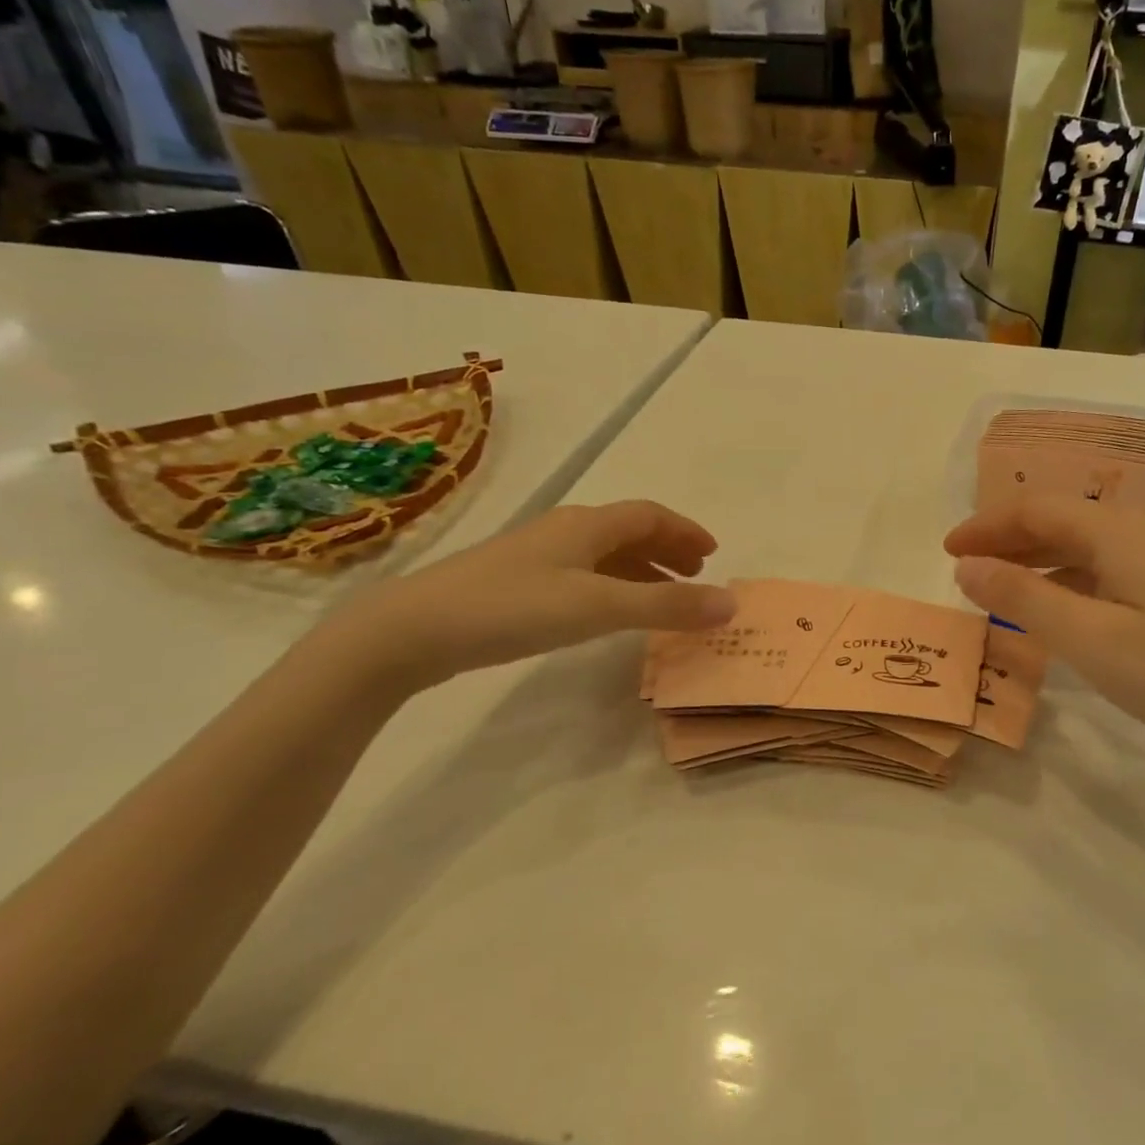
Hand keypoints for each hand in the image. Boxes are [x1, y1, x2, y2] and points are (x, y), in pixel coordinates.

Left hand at [330, 501, 734, 690]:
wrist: (413, 629)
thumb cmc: (514, 607)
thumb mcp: (600, 607)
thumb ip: (667, 606)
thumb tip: (731, 604)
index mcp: (587, 525)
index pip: (650, 515)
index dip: (685, 530)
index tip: (713, 555)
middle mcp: (565, 531)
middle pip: (628, 531)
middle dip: (667, 549)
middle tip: (695, 575)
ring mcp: (536, 556)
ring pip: (604, 554)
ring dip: (641, 569)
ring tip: (663, 597)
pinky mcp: (516, 583)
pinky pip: (583, 575)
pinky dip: (612, 586)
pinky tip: (607, 611)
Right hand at [945, 497, 1144, 770]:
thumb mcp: (1089, 638)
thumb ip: (1022, 597)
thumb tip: (966, 566)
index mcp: (1117, 532)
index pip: (1036, 509)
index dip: (986, 526)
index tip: (946, 551)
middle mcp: (1141, 533)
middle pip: (1060, 521)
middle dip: (1007, 540)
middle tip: (965, 570)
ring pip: (1084, 547)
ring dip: (1036, 562)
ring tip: (999, 589)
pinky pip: (1106, 572)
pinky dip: (1067, 583)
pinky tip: (1058, 612)